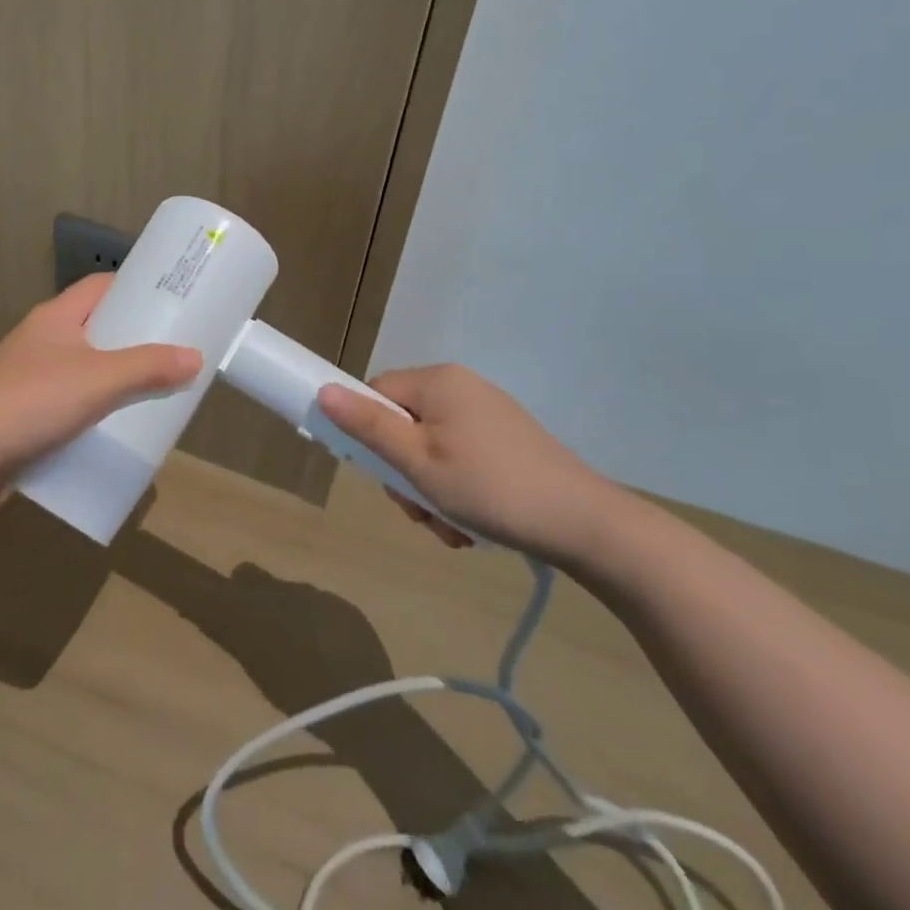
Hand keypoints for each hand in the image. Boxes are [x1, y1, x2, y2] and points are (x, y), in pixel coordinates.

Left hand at [0, 274, 201, 493]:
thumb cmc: (35, 400)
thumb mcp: (101, 380)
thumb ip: (148, 368)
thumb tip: (194, 357)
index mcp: (56, 316)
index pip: (100, 285)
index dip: (133, 287)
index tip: (168, 299)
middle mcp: (40, 337)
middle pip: (93, 324)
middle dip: (129, 335)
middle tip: (168, 348)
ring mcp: (27, 372)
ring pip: (80, 362)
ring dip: (110, 372)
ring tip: (147, 386)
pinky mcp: (20, 406)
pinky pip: (65, 395)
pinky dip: (89, 403)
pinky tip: (109, 422)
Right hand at [317, 364, 619, 563]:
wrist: (587, 525)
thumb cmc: (490, 489)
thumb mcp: (418, 463)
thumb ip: (368, 427)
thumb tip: (323, 391)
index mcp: (437, 381)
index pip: (376, 394)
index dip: (369, 434)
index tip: (383, 475)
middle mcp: (461, 387)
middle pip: (403, 424)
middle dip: (405, 473)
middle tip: (421, 511)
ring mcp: (487, 414)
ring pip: (430, 448)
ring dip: (430, 490)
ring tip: (452, 528)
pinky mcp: (507, 440)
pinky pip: (460, 457)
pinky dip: (457, 489)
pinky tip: (472, 523)